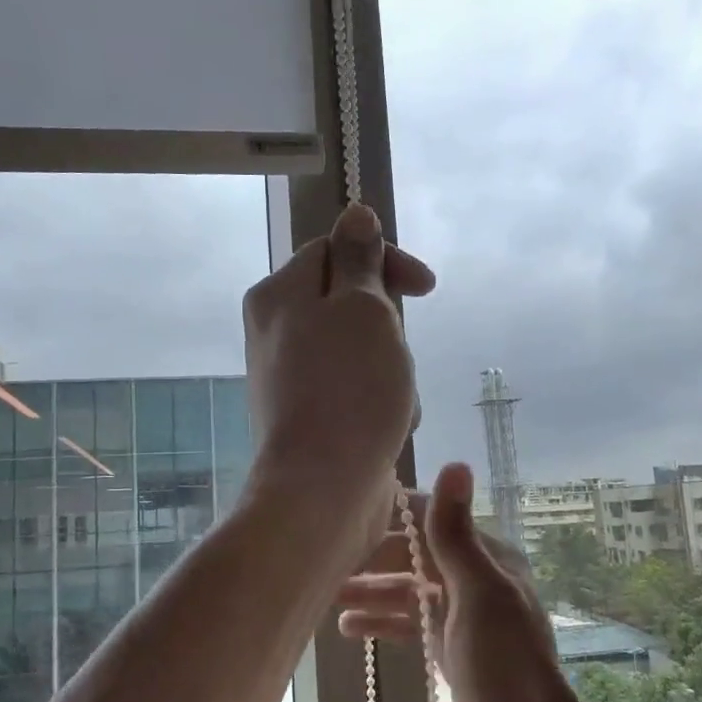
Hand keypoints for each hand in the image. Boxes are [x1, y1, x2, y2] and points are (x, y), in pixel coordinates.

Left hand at [242, 203, 434, 549]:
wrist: (323, 489)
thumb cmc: (349, 389)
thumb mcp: (363, 308)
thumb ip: (360, 258)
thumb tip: (355, 212)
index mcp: (279, 294)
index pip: (337, 250)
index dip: (385, 261)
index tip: (426, 287)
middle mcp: (276, 330)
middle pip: (351, 303)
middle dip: (389, 328)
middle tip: (395, 356)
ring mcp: (291, 376)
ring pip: (361, 350)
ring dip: (391, 370)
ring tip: (395, 402)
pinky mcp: (309, 415)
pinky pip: (356, 389)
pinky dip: (380, 403)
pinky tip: (388, 429)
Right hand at [336, 463, 592, 701]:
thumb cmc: (505, 666)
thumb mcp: (478, 594)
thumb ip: (455, 533)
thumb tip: (455, 462)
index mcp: (486, 557)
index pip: (431, 519)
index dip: (392, 513)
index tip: (345, 508)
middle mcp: (474, 578)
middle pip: (413, 556)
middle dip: (371, 558)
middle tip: (323, 561)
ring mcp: (461, 615)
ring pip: (406, 591)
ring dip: (370, 590)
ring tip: (325, 595)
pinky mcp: (449, 647)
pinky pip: (409, 623)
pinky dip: (381, 621)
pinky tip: (348, 627)